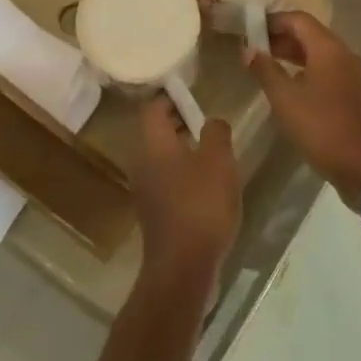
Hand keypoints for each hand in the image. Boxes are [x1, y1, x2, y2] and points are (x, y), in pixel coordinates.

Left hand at [128, 97, 243, 275]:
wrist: (182, 266)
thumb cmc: (200, 205)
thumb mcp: (218, 161)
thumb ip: (216, 133)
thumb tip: (211, 121)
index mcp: (152, 144)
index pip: (152, 108)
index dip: (171, 97)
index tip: (193, 95)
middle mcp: (141, 162)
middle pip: (155, 132)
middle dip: (179, 122)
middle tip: (206, 121)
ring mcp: (144, 188)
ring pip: (161, 156)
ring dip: (182, 149)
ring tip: (211, 151)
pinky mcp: (154, 210)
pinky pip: (165, 179)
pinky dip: (182, 172)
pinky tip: (205, 183)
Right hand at [246, 11, 360, 205]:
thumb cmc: (321, 128)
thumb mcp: (285, 100)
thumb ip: (265, 70)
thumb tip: (248, 49)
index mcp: (330, 50)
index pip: (299, 20)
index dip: (274, 20)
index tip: (251, 27)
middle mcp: (346, 55)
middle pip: (312, 34)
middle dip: (282, 37)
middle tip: (255, 46)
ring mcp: (355, 75)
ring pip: (322, 53)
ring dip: (295, 54)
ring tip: (268, 64)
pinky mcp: (358, 93)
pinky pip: (330, 70)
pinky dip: (309, 69)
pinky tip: (292, 85)